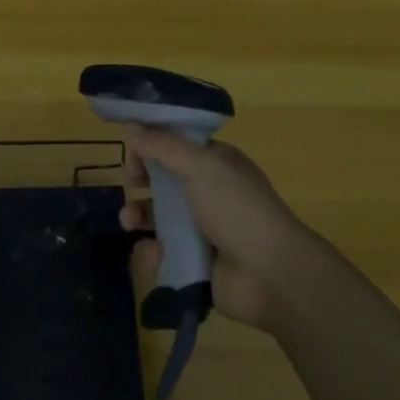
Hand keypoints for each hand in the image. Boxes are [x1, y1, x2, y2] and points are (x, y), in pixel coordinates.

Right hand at [119, 128, 325, 331]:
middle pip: (164, 180)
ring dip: (139, 216)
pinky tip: (152, 253)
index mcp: (216, 164)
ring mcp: (202, 229)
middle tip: (130, 183)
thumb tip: (130, 124)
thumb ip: (163, 145)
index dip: (152, 145)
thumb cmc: (237, 209)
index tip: (132, 151)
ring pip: (159, 218)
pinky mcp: (195, 262)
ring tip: (129, 222)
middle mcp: (209, 192)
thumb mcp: (201, 166)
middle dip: (141, 181)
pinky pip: (163, 252)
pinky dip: (152, 252)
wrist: (270, 275)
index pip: (177, 145)